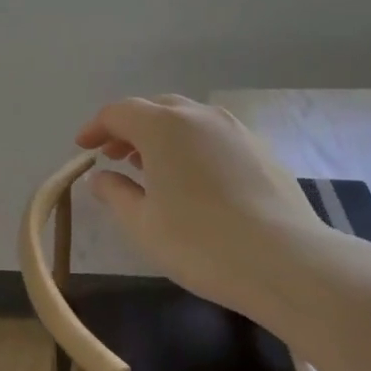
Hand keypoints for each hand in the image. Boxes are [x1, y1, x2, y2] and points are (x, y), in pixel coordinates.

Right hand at [74, 95, 339, 324]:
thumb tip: (99, 178)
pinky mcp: (262, 150)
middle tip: (114, 156)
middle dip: (129, 128)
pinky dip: (193, 146)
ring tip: (152, 167)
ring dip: (162, 136)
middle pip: (155, 108)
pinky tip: (194, 180)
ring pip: (188, 119)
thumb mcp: (142, 224)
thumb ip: (114, 194)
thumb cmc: (200, 242)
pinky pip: (214, 136)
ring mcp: (236, 130)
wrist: (287, 261)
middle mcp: (199, 116)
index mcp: (163, 126)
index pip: (119, 112)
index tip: (83, 148)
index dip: (96, 127)